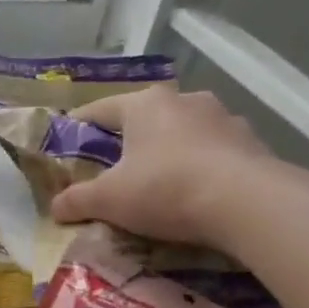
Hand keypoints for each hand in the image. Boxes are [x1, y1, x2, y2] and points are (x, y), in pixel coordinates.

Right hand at [48, 86, 277, 251]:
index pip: (99, 110)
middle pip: (143, 119)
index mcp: (145, 104)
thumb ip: (76, 201)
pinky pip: (213, 153)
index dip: (77, 127)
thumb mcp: (107, 200)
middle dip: (126, 142)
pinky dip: (198, 168)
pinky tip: (193, 194)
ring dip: (166, 152)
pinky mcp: (252, 144)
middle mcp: (185, 101)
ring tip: (155, 182)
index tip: (65, 144)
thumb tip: (55, 207)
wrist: (249, 204)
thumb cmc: (165, 189)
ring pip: (181, 134)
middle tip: (110, 168)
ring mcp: (224, 119)